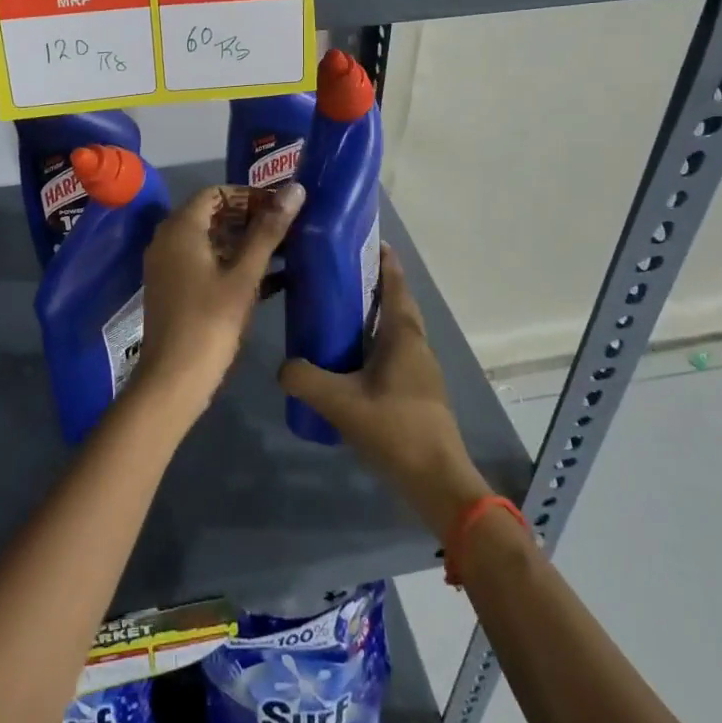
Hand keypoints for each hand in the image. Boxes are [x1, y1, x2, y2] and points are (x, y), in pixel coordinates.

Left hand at [132, 182, 304, 423]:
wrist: (174, 380)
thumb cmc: (210, 322)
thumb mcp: (244, 275)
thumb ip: (269, 230)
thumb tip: (296, 189)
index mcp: (180, 228)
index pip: (216, 192)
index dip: (249, 195)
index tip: (281, 208)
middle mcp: (168, 240)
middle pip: (212, 214)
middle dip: (250, 218)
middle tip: (287, 228)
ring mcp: (168, 266)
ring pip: (211, 241)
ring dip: (245, 243)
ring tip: (284, 251)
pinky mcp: (175, 289)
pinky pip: (205, 263)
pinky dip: (232, 264)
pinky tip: (270, 279)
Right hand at [279, 244, 492, 535]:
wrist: (439, 482)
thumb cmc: (396, 430)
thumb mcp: (341, 403)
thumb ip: (305, 379)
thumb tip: (282, 366)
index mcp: (403, 335)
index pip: (395, 285)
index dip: (383, 260)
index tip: (363, 240)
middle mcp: (416, 344)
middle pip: (396, 304)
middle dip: (373, 285)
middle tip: (338, 275)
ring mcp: (421, 370)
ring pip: (396, 330)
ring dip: (373, 316)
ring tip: (337, 312)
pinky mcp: (418, 392)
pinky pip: (394, 353)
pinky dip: (374, 343)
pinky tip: (349, 360)